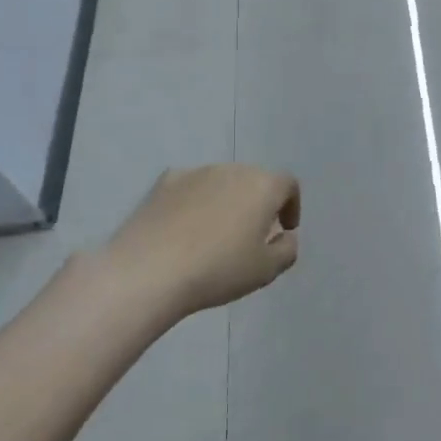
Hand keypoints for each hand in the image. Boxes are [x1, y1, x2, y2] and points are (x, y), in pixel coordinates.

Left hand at [99, 165, 301, 320]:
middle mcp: (232, 169)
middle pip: (254, 180)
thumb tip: (285, 236)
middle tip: (251, 235)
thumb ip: (287, 250)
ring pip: (222, 182)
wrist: (149, 270)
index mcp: (263, 186)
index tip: (284, 229)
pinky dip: (195, 202)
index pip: (288, 185)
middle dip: (258, 203)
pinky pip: (191, 187)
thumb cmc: (218, 270)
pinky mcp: (165, 182)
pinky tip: (184, 229)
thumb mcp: (266, 270)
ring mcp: (196, 172)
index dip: (291, 206)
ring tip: (215, 234)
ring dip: (226, 201)